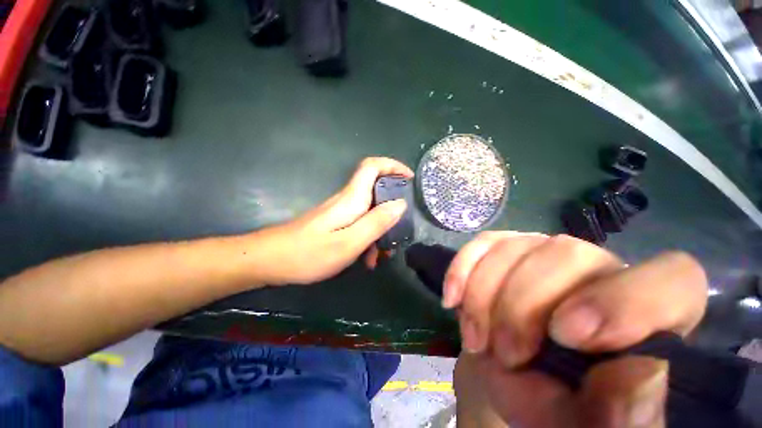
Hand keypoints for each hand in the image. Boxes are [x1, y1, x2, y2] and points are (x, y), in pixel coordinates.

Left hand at [256, 157, 412, 284]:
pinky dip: (367, 238)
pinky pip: (359, 224)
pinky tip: (366, 260)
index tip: (409, 178)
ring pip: (369, 212)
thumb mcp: (349, 242)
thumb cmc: (309, 253)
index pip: (372, 167)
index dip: (393, 166)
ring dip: (380, 230)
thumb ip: (376, 222)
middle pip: (376, 191)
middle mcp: (347, 200)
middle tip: (399, 231)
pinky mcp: (335, 222)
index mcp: (352, 199)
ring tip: (381, 256)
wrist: (270, 260)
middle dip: (392, 209)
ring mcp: (340, 211)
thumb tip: (400, 204)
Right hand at [449, 232, 707, 427]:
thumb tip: (637, 377)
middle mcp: (598, 268)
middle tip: (505, 354)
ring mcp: (545, 251)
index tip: (566, 335)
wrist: (514, 376)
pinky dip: (462, 270)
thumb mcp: (587, 424)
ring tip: (476, 341)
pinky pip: (483, 244)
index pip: (672, 281)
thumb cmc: (560, 406)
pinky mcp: (505, 247)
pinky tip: (453, 300)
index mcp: (647, 314)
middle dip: (522, 306)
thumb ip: (623, 415)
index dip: (624, 301)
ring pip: (515, 248)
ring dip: (484, 296)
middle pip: (566, 254)